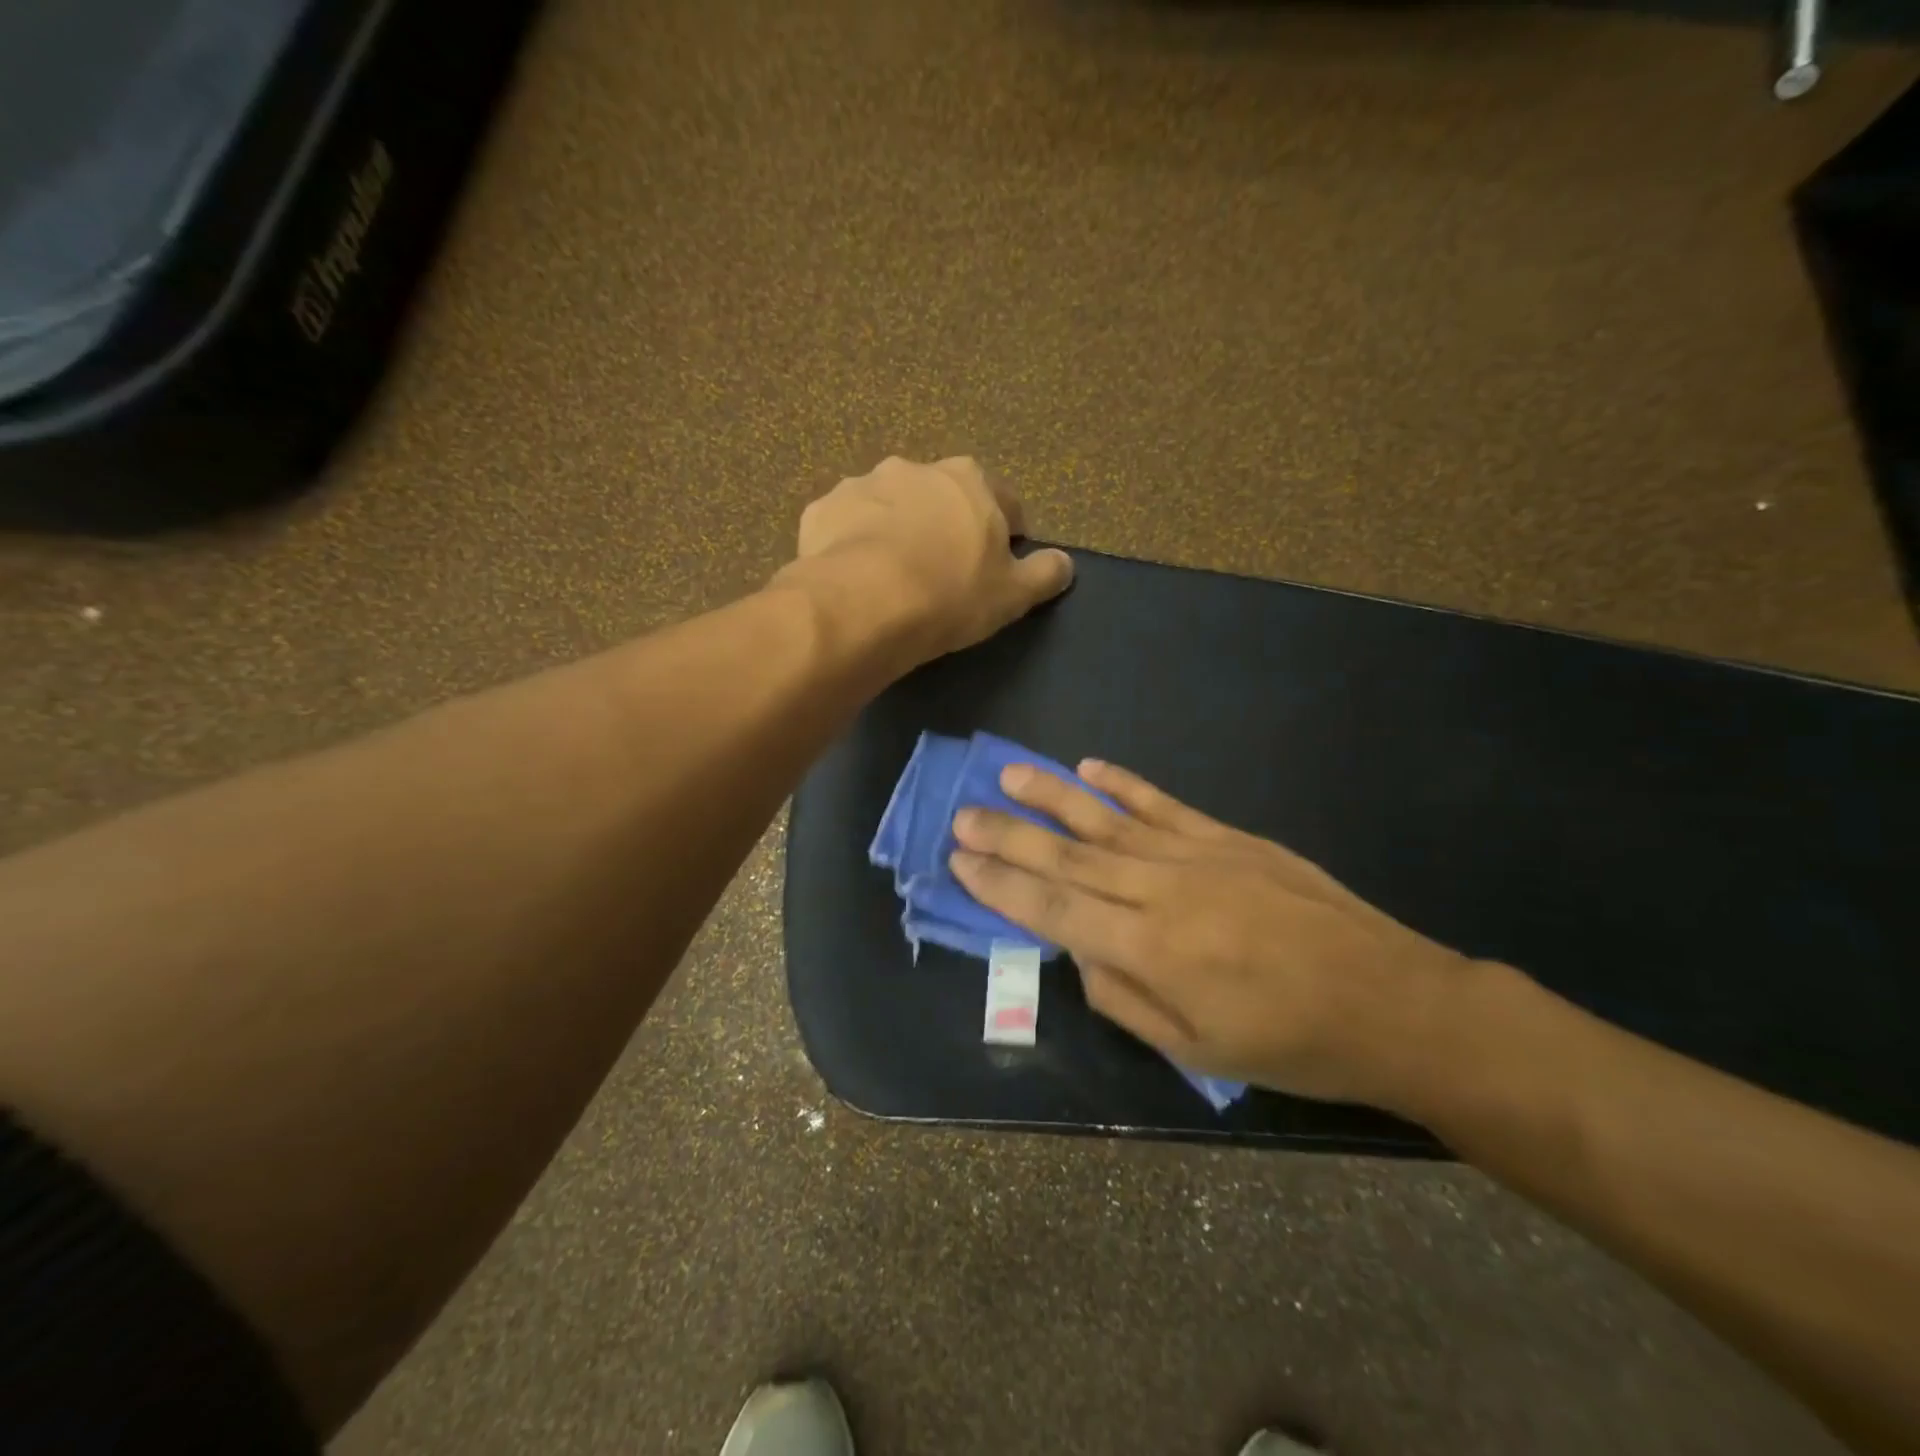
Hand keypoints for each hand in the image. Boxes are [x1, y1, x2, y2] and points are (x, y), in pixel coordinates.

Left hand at [786, 456, 1072, 664]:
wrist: (866, 604)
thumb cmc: (951, 595)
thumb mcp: (1013, 594)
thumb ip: (1045, 574)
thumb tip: (1066, 564)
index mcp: (969, 479)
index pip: (1002, 500)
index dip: (1007, 532)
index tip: (1000, 562)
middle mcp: (915, 468)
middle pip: (941, 497)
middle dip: (946, 525)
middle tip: (943, 570)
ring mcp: (863, 485)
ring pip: (888, 507)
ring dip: (895, 529)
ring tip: (892, 575)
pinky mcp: (822, 510)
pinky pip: (845, 526)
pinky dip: (852, 544)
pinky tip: (855, 577)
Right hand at [950, 759, 1477, 1108]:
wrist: (1392, 1001)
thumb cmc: (1290, 1044)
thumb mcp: (1196, 1050)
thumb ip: (1123, 998)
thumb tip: (1079, 952)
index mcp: (1150, 949)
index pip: (1054, 909)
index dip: (1001, 885)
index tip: (960, 859)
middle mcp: (1162, 891)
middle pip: (1068, 858)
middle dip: (1009, 835)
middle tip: (962, 814)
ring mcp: (1197, 855)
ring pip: (1107, 820)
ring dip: (1053, 796)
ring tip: (1009, 775)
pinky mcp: (1229, 837)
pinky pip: (1163, 805)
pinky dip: (1123, 784)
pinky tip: (1091, 767)